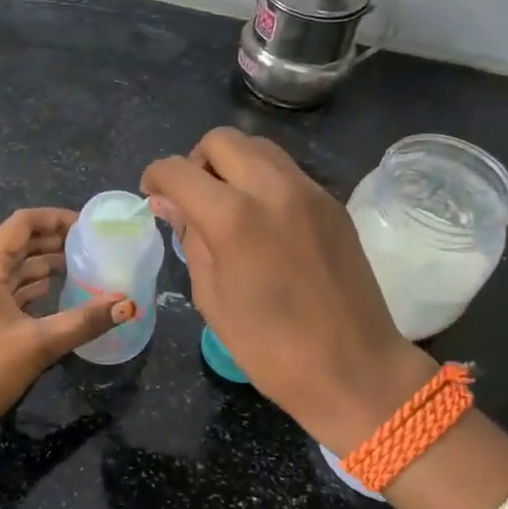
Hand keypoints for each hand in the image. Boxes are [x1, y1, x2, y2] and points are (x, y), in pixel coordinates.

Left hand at [0, 207, 131, 437]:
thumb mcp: (39, 343)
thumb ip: (85, 321)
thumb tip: (128, 305)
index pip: (23, 223)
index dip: (56, 218)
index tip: (89, 227)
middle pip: (19, 244)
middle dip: (55, 242)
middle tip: (93, 248)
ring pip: (13, 269)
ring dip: (45, 266)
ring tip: (82, 270)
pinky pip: (7, 291)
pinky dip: (32, 290)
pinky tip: (56, 298)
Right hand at [143, 129, 435, 453]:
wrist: (354, 368)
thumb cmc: (271, 348)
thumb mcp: (213, 299)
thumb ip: (190, 240)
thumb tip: (170, 204)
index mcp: (234, 218)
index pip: (180, 171)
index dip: (156, 177)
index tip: (153, 196)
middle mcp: (273, 189)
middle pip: (222, 140)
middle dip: (196, 161)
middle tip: (192, 199)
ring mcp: (309, 192)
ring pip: (259, 147)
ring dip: (232, 164)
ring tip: (227, 205)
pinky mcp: (332, 203)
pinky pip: (287, 171)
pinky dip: (263, 180)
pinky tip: (263, 220)